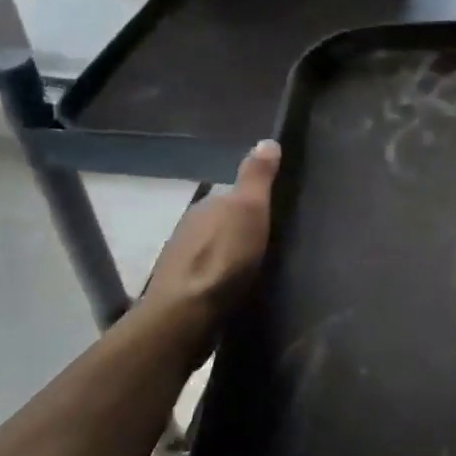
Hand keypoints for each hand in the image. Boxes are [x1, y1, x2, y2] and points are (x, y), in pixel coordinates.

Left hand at [136, 140, 280, 358]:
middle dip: (240, 230)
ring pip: (213, 251)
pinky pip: (209, 277)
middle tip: (270, 241)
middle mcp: (189, 229)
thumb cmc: (223, 257)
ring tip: (257, 268)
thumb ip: (257, 177)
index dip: (251, 202)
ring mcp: (182, 263)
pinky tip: (237, 290)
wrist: (186, 315)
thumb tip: (266, 140)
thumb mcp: (249, 209)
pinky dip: (222, 279)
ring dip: (230, 256)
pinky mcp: (183, 293)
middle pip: (221, 224)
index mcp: (206, 206)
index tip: (273, 212)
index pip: (230, 196)